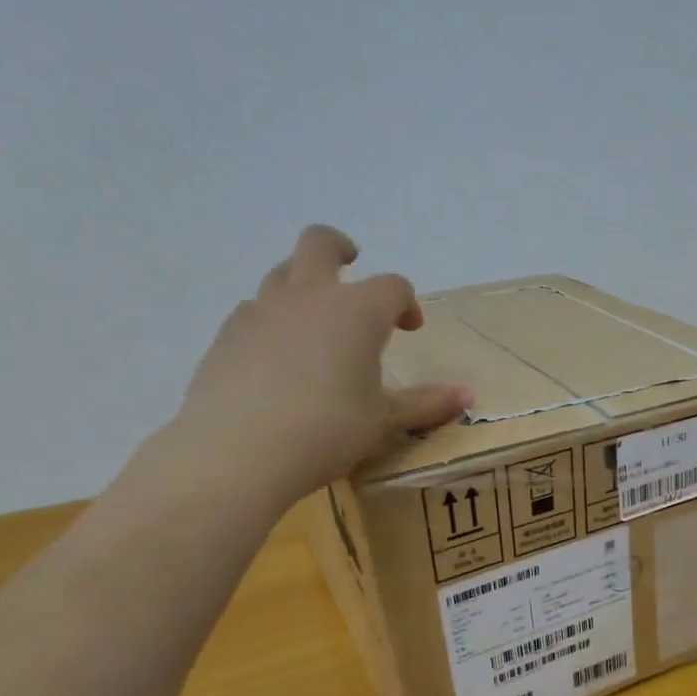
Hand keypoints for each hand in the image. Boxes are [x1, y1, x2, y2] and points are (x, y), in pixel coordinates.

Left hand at [170, 226, 471, 508]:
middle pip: (321, 244)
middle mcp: (310, 297)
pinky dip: (273, 318)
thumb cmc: (327, 430)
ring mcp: (262, 310)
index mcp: (357, 311)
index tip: (410, 329)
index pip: (392, 286)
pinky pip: (255, 309)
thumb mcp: (384, 419)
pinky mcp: (227, 333)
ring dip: (305, 282)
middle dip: (340, 248)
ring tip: (316, 319)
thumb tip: (469, 395)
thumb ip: (426, 403)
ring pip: (283, 272)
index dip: (406, 302)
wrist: (238, 452)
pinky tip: (277, 356)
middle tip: (352, 265)